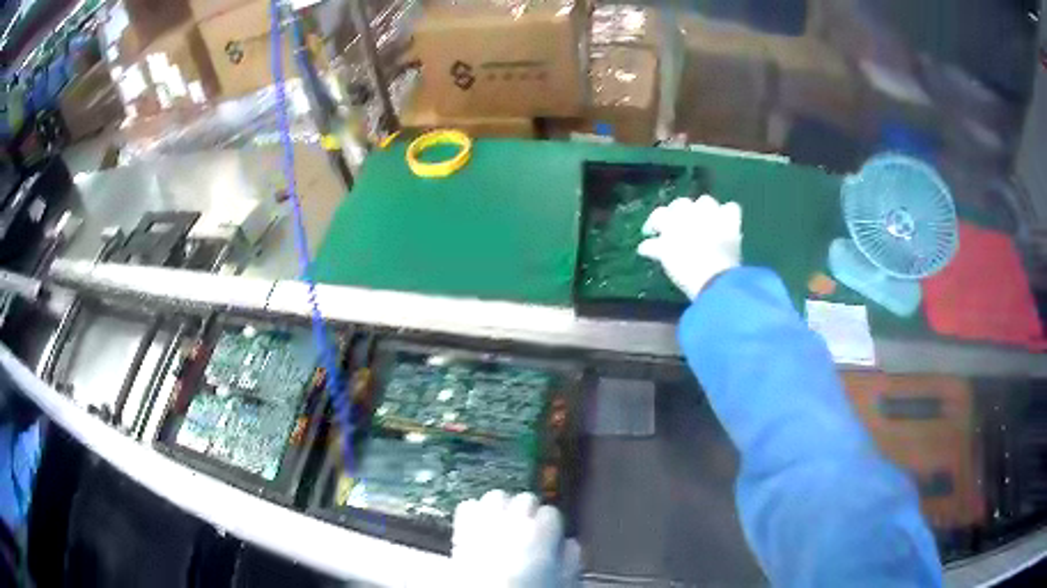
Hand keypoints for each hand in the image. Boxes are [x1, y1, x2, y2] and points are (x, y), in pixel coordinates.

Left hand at [452, 490, 580, 587]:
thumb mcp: (561, 579)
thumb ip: (570, 558)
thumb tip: (569, 544)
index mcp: (540, 532)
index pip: (551, 512)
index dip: (551, 526)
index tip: (549, 536)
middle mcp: (513, 521)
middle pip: (525, 499)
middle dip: (528, 511)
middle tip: (528, 530)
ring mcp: (485, 522)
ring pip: (497, 496)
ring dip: (502, 506)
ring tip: (503, 523)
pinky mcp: (463, 529)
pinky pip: (468, 506)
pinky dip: (474, 512)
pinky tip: (479, 526)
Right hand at [638, 195, 742, 299]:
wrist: (714, 277)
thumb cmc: (685, 270)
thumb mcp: (666, 259)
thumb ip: (655, 248)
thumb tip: (644, 246)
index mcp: (671, 220)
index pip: (659, 214)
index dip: (654, 222)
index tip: (652, 233)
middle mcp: (691, 211)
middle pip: (682, 204)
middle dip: (679, 212)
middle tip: (678, 227)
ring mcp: (712, 214)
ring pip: (705, 201)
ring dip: (702, 210)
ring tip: (702, 222)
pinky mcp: (730, 221)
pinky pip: (731, 208)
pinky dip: (727, 213)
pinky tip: (725, 223)